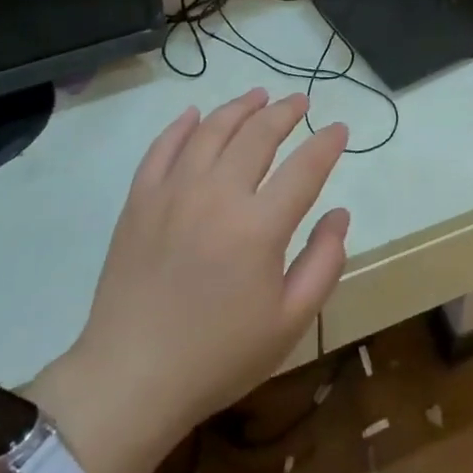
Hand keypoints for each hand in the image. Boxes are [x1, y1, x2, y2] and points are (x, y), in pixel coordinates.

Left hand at [32, 89, 348, 472]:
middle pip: (258, 134)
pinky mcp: (139, 200)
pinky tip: (195, 114)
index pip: (305, 167)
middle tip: (301, 101)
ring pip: (211, 130)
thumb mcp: (290, 322)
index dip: (327, 143)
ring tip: (259, 95)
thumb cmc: (219, 356)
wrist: (132, 377)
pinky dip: (181, 125)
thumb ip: (323, 263)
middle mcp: (217, 195)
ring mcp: (173, 192)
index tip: (340, 128)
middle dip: (285, 112)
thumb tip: (339, 214)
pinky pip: (162, 147)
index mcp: (259, 227)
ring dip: (239, 107)